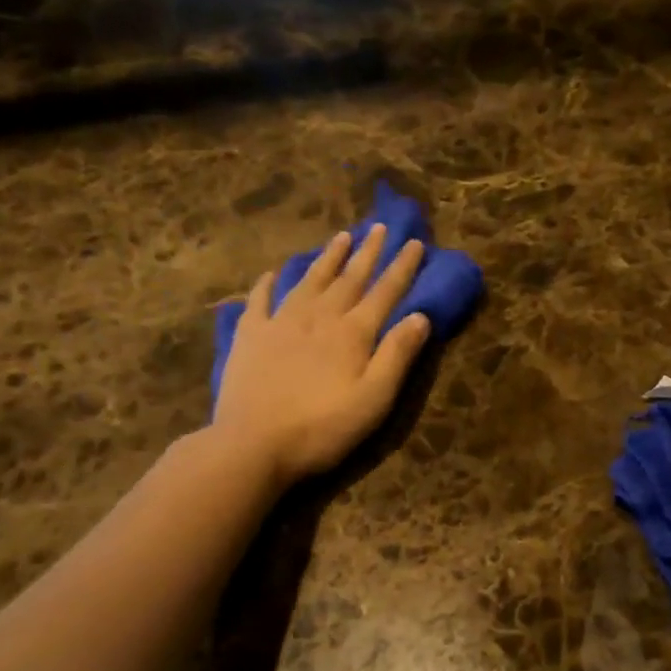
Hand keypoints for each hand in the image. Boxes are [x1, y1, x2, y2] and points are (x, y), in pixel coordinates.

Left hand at [212, 224, 431, 485]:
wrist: (252, 444)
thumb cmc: (322, 428)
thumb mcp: (374, 400)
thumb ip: (397, 356)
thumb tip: (420, 316)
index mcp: (352, 334)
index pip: (384, 292)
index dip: (401, 268)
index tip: (415, 243)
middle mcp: (319, 318)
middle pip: (349, 278)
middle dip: (368, 253)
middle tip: (380, 227)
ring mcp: (280, 323)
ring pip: (310, 281)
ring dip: (328, 258)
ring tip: (341, 236)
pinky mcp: (249, 336)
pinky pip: (260, 300)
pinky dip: (268, 283)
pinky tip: (273, 273)